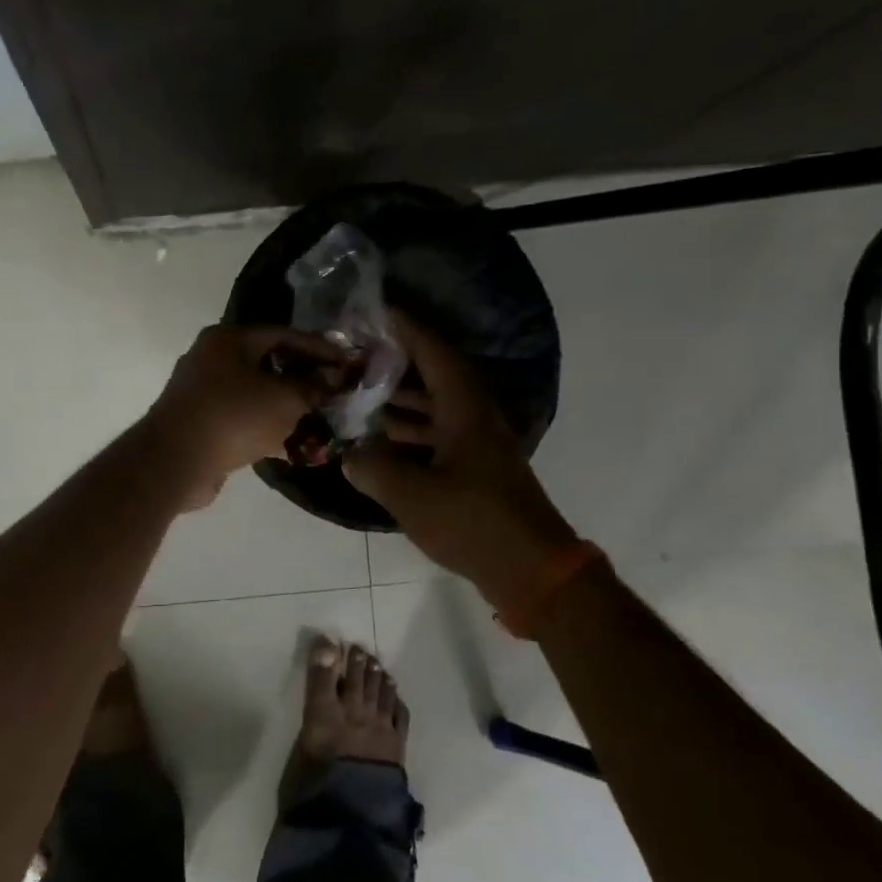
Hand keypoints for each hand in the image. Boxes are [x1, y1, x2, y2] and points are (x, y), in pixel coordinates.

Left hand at [145, 324, 343, 508]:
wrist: (174, 462)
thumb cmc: (233, 417)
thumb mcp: (285, 400)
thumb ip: (313, 388)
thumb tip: (334, 380)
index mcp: (228, 339)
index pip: (284, 335)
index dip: (320, 349)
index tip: (348, 363)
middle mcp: (212, 358)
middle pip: (268, 364)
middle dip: (303, 380)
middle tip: (334, 393)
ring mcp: (203, 392)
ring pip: (256, 394)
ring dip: (287, 408)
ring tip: (320, 422)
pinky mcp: (200, 423)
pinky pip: (242, 419)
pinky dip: (267, 429)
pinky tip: (294, 446)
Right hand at [343, 311, 577, 613]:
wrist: (532, 570)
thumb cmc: (474, 522)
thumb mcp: (412, 495)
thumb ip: (374, 468)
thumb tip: (349, 454)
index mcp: (464, 409)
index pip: (432, 351)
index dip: (404, 328)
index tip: (374, 311)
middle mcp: (474, 416)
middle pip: (432, 375)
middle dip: (394, 362)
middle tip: (354, 355)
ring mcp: (477, 443)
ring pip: (433, 407)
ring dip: (398, 399)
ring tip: (357, 394)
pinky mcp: (475, 468)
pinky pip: (436, 434)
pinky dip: (409, 431)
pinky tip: (380, 441)